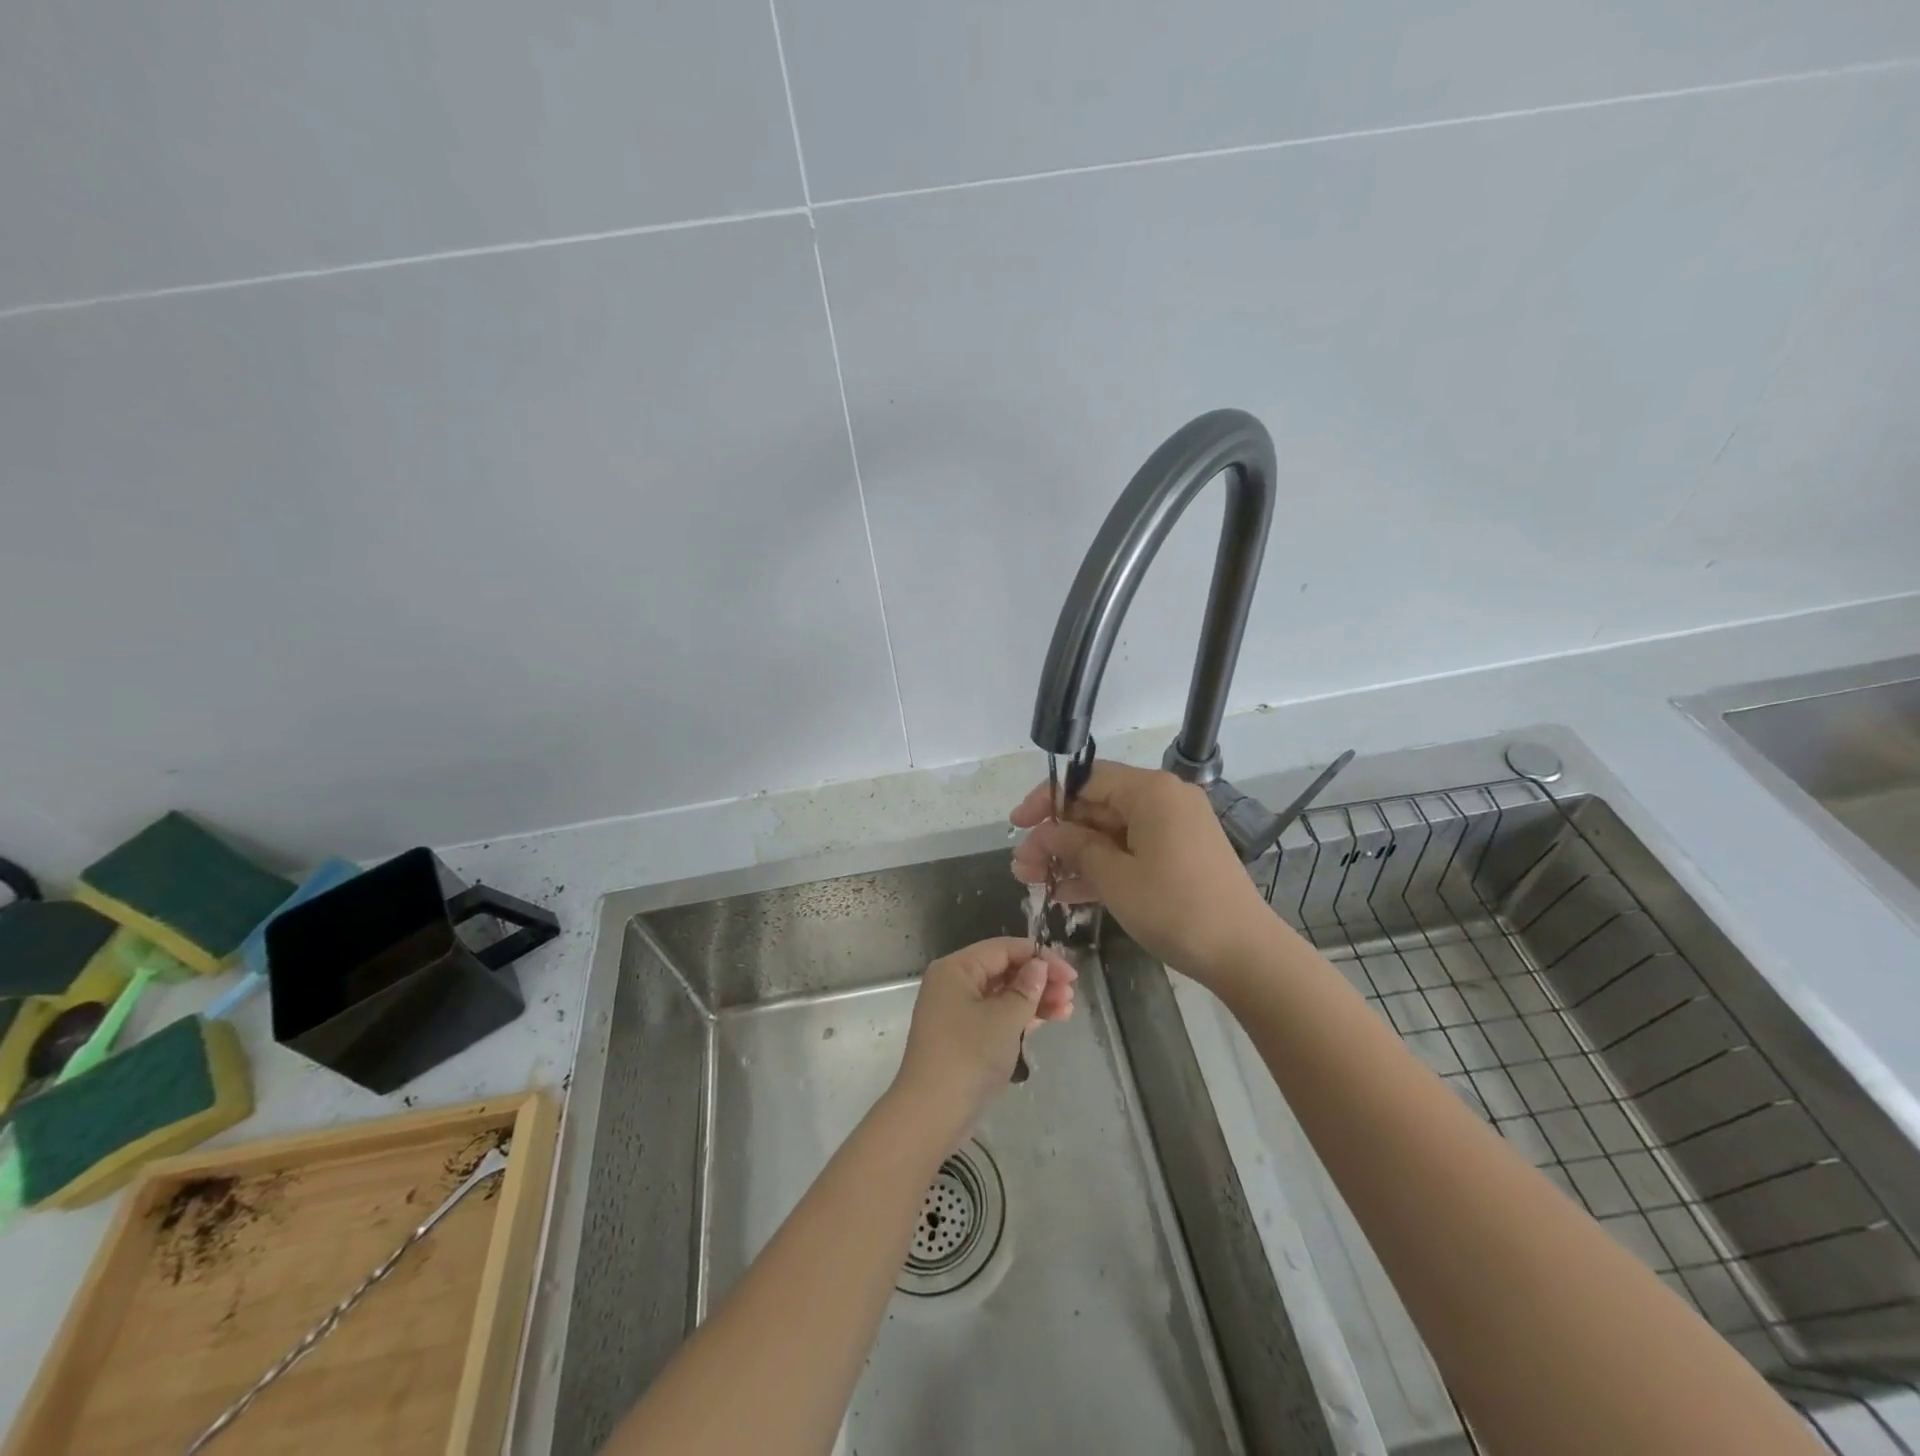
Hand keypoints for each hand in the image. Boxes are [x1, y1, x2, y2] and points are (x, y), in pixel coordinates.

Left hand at [892, 937, 1076, 1136]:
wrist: (932, 1113)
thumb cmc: (968, 1056)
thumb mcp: (1004, 1019)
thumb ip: (1026, 989)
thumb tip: (1038, 966)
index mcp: (956, 969)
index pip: (1003, 949)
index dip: (1038, 956)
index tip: (1070, 972)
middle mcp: (953, 983)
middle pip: (1003, 970)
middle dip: (1038, 979)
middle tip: (1071, 992)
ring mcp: (956, 1012)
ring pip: (1002, 995)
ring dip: (1034, 999)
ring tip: (1067, 1008)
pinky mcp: (963, 1037)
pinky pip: (996, 1016)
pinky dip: (1020, 1017)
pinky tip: (1048, 1020)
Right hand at [1011, 761, 1276, 987]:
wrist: (1244, 953)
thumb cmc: (1175, 908)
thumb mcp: (1115, 877)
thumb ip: (1075, 847)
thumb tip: (1044, 833)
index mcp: (1150, 791)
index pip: (1085, 780)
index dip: (1046, 800)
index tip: (1017, 825)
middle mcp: (1163, 800)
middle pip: (1096, 807)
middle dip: (1056, 836)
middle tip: (1022, 866)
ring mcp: (1173, 829)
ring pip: (1110, 833)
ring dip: (1072, 855)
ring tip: (1034, 881)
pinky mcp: (1178, 855)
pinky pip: (1130, 851)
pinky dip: (1101, 868)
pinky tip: (1066, 892)